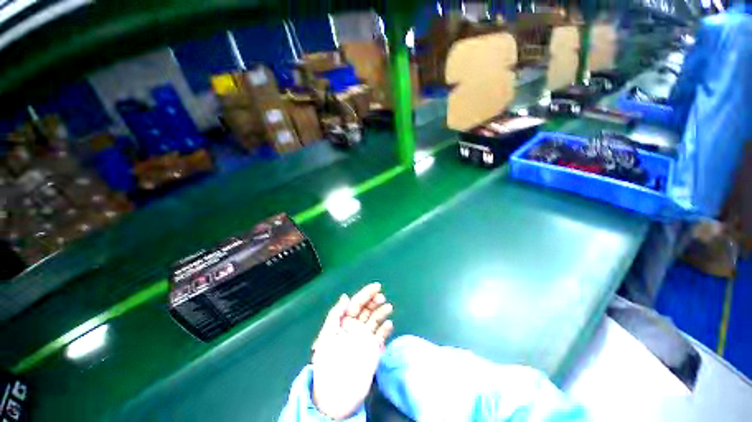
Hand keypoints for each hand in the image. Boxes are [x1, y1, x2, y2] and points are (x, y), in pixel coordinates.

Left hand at [311, 283, 393, 419]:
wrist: (336, 394)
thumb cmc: (327, 363)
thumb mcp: (326, 335)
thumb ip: (336, 314)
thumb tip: (345, 296)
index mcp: (343, 323)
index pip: (356, 304)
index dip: (365, 294)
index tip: (377, 286)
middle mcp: (355, 328)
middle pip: (367, 309)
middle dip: (374, 301)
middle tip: (381, 297)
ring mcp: (365, 338)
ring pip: (375, 320)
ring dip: (381, 312)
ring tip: (388, 307)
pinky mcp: (373, 350)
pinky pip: (381, 336)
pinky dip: (386, 329)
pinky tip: (389, 324)